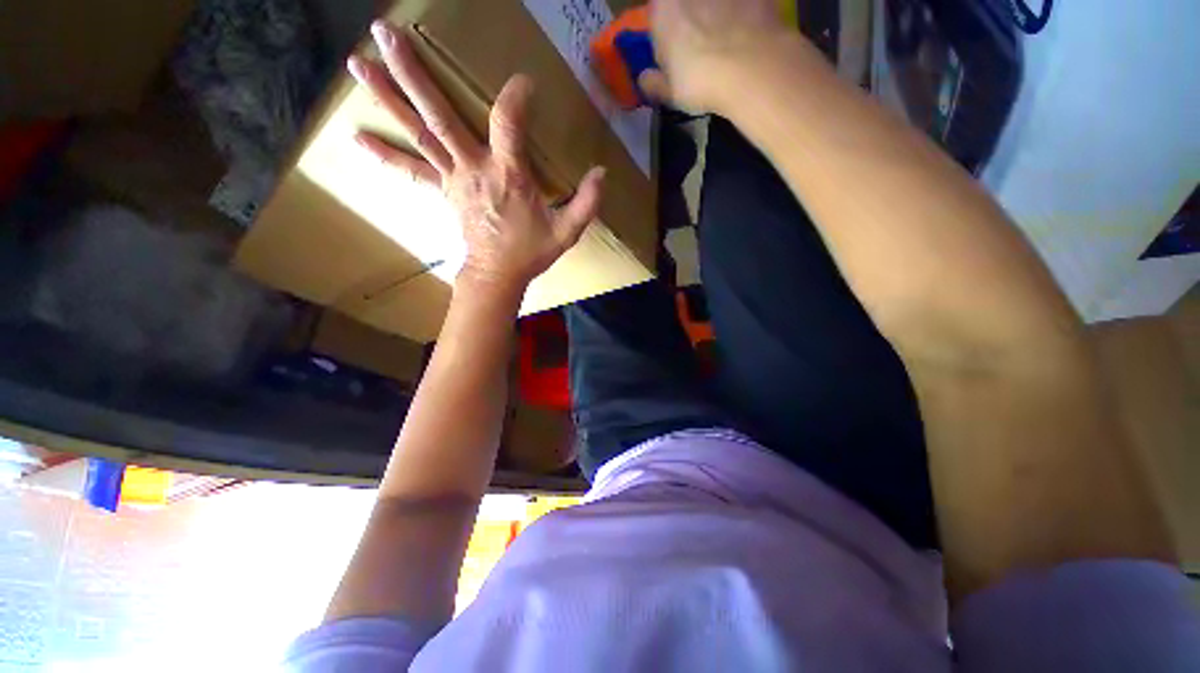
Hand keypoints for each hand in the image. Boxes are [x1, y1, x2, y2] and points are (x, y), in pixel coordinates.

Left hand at [348, 21, 605, 293]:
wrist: (498, 275)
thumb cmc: (531, 253)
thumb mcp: (568, 232)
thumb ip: (586, 202)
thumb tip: (602, 173)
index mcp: (508, 175)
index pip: (508, 122)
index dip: (515, 97)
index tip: (524, 82)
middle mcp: (473, 168)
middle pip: (439, 116)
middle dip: (413, 74)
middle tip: (383, 34)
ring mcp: (452, 178)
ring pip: (418, 133)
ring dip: (388, 97)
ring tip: (357, 61)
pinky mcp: (443, 190)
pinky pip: (411, 170)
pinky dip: (385, 153)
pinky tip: (358, 135)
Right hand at [642, 0, 792, 113]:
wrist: (751, 68)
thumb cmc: (700, 80)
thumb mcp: (670, 92)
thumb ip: (654, 83)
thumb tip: (644, 79)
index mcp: (662, 9)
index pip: (657, 16)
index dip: (665, 34)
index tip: (672, 53)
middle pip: (687, 7)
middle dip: (692, 20)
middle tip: (700, 46)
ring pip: (716, 6)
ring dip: (717, 17)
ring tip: (726, 42)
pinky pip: (745, 6)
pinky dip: (746, 17)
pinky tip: (749, 37)